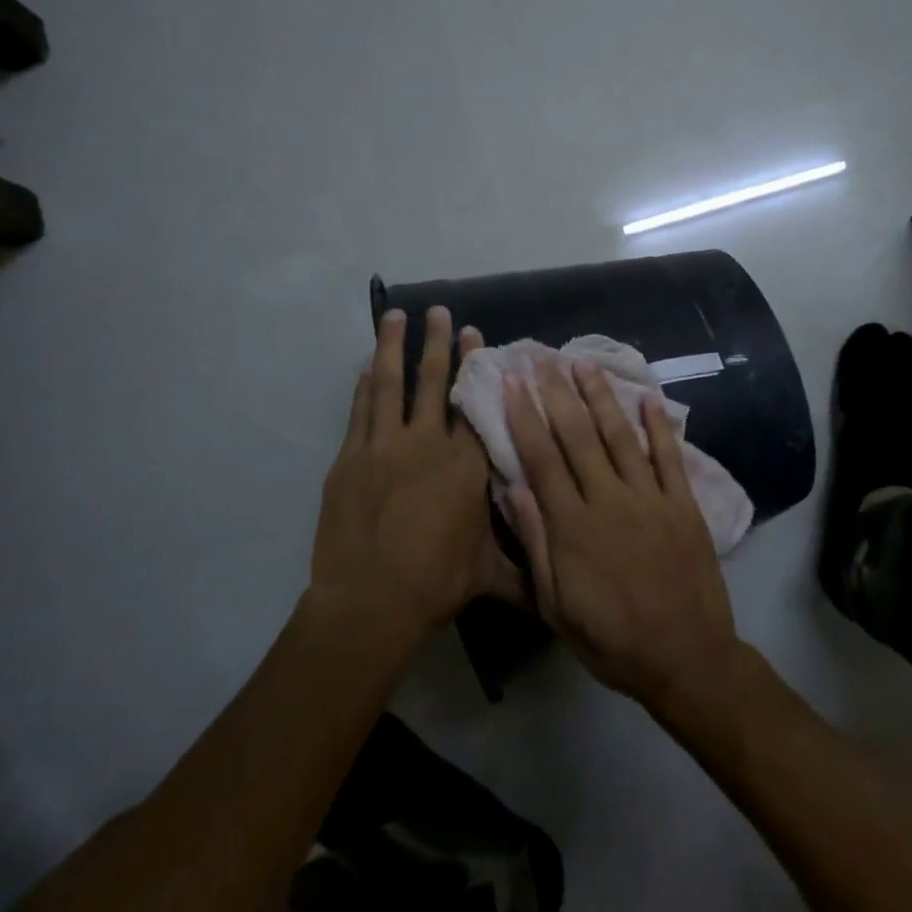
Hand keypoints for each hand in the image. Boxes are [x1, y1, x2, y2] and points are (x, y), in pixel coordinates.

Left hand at [310, 307, 524, 648]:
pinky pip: (360, 410)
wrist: (370, 601)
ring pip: (389, 384)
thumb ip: (526, 565)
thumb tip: (560, 578)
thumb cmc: (436, 582)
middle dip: (437, 342)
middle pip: (433, 381)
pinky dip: (364, 385)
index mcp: (465, 463)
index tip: (475, 333)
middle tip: (438, 310)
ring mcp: (384, 446)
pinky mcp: (351, 458)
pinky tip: (365, 365)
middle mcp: (427, 443)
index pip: (472, 401)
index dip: (474, 364)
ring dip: (393, 347)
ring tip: (395, 316)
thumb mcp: (491, 573)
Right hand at [502, 356, 737, 712]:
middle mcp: (609, 501)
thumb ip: (536, 544)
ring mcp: (650, 499)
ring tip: (584, 363)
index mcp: (573, 527)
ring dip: (601, 397)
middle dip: (556, 393)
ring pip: (620, 437)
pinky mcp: (683, 504)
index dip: (524, 417)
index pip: (542, 459)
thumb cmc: (611, 640)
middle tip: (542, 357)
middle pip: (578, 437)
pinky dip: (659, 426)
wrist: (686, 658)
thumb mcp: (556, 606)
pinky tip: (648, 397)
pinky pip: (669, 457)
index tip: (511, 382)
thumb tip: (513, 487)